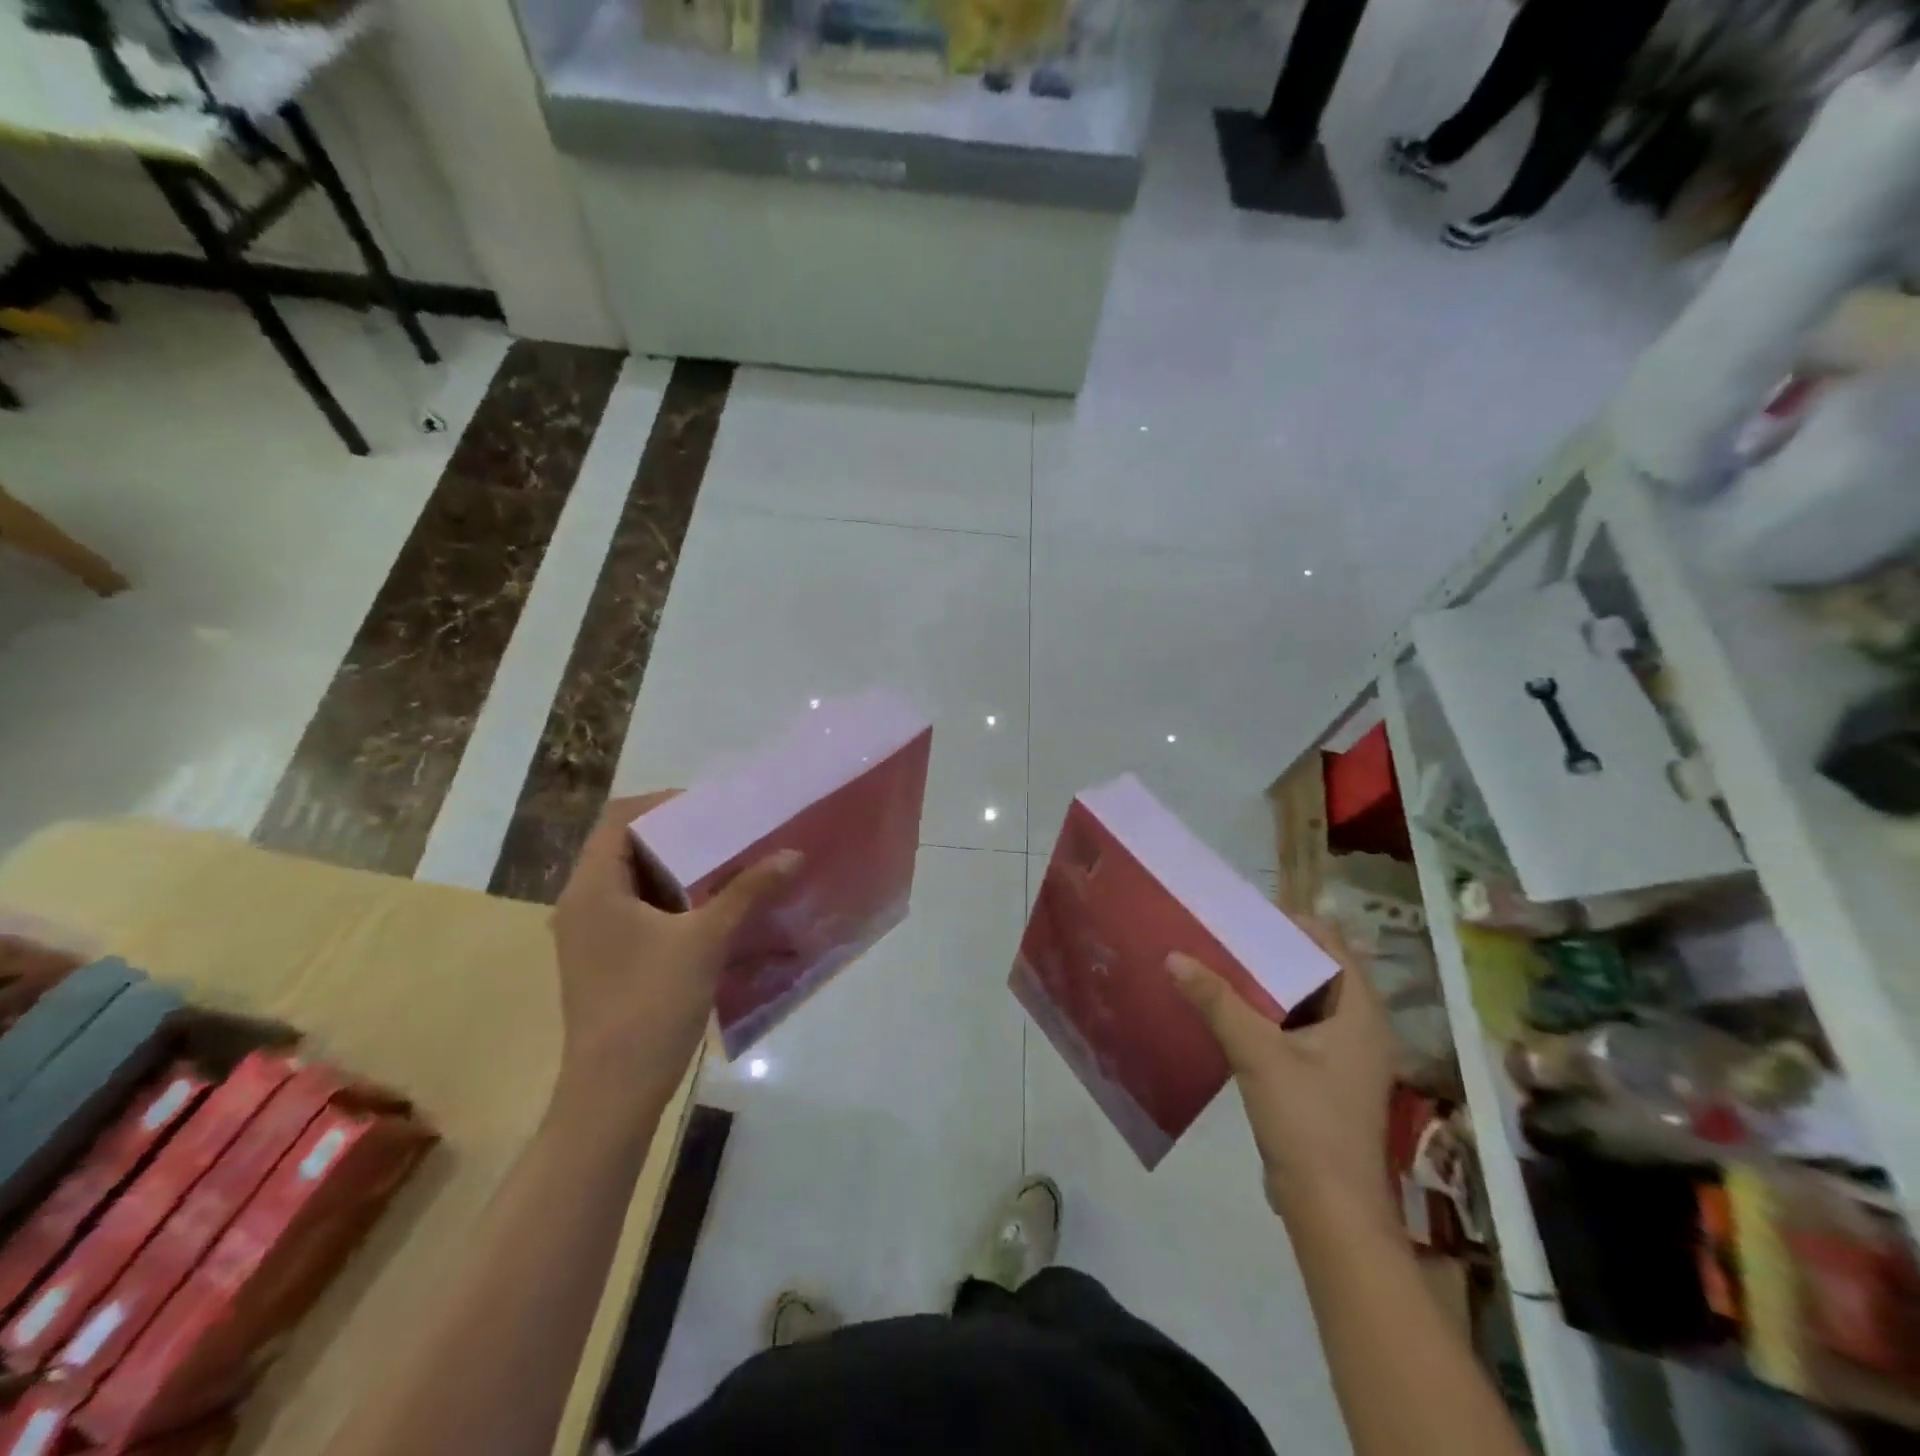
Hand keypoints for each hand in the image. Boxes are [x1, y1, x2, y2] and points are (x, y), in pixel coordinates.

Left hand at [551, 793, 800, 1101]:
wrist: (613, 1093)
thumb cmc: (650, 1005)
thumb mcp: (705, 940)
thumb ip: (747, 892)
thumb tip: (792, 853)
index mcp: (593, 887)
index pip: (622, 818)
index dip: (667, 804)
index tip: (715, 808)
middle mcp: (584, 902)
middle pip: (630, 845)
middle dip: (683, 836)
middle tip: (733, 832)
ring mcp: (594, 933)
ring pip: (639, 880)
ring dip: (683, 870)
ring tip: (733, 863)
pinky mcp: (609, 958)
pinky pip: (642, 910)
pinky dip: (677, 900)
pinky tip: (718, 908)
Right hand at [1169, 921, 1398, 1233]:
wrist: (1331, 1210)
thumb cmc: (1307, 1121)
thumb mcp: (1257, 1053)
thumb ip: (1217, 1001)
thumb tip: (1174, 956)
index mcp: (1361, 1012)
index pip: (1330, 942)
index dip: (1289, 924)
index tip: (1242, 916)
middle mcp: (1360, 1026)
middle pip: (1314, 970)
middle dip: (1269, 952)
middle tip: (1221, 936)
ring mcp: (1345, 1055)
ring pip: (1302, 1000)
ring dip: (1264, 985)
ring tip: (1217, 965)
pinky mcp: (1326, 1078)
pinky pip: (1295, 1028)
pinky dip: (1266, 1014)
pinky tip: (1228, 1011)